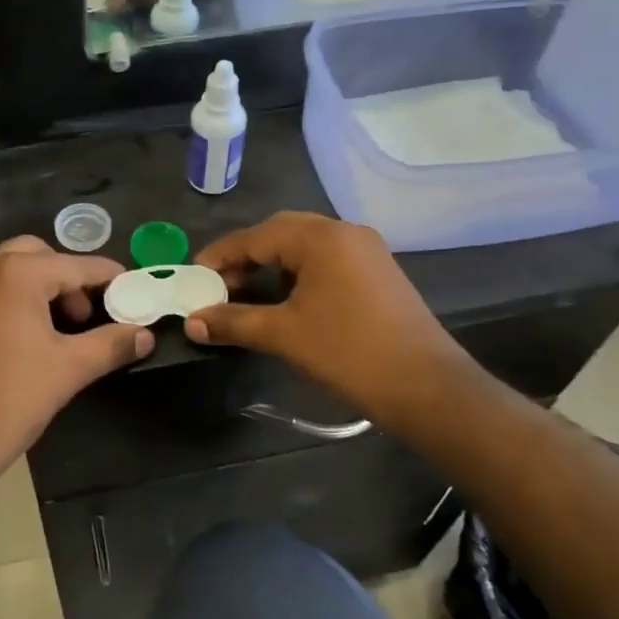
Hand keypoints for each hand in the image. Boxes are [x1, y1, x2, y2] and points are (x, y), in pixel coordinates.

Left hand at [0, 237, 153, 501]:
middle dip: (64, 278)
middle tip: (82, 316)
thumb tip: (145, 335)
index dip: (106, 276)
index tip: (127, 286)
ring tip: (44, 320)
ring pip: (0, 266)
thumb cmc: (13, 397)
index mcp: (18, 273)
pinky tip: (0, 326)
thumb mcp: (71, 368)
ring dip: (27, 282)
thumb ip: (112, 344)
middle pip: (36, 256)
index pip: (76, 266)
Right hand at [184, 212, 479, 425]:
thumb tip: (192, 322)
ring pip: (305, 245)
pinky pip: (326, 260)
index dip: (220, 256)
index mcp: (320, 237)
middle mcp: (344, 231)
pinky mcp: (378, 271)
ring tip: (247, 293)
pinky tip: (286, 299)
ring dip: (272, 264)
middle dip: (245, 256)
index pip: (256, 236)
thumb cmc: (348, 352)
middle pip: (280, 232)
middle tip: (218, 285)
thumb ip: (233, 322)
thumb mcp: (284, 335)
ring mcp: (366, 250)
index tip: (193, 276)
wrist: (426, 386)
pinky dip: (298, 273)